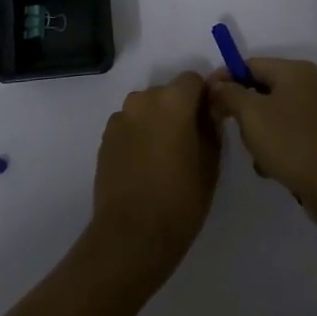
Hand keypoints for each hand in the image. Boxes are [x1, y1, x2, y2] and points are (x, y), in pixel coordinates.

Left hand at [91, 72, 220, 282]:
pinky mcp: (105, 138)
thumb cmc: (180, 200)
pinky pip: (130, 125)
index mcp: (172, 101)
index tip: (209, 120)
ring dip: (157, 121)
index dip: (204, 97)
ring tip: (164, 156)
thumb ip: (211, 127)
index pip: (193, 80)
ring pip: (146, 109)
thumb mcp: (210, 163)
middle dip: (179, 109)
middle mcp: (142, 101)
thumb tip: (209, 110)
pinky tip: (144, 165)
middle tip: (189, 141)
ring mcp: (120, 119)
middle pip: (167, 93)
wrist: (132, 235)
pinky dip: (139, 135)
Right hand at [208, 59, 316, 217]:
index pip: (250, 64)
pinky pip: (285, 134)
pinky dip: (273, 147)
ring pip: (270, 115)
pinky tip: (270, 168)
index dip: (225, 79)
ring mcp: (315, 112)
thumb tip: (217, 85)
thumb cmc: (291, 143)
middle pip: (260, 89)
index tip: (205, 101)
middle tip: (232, 131)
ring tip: (257, 156)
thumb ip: (229, 94)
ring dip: (257, 134)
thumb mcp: (252, 114)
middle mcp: (308, 85)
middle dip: (242, 111)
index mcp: (294, 71)